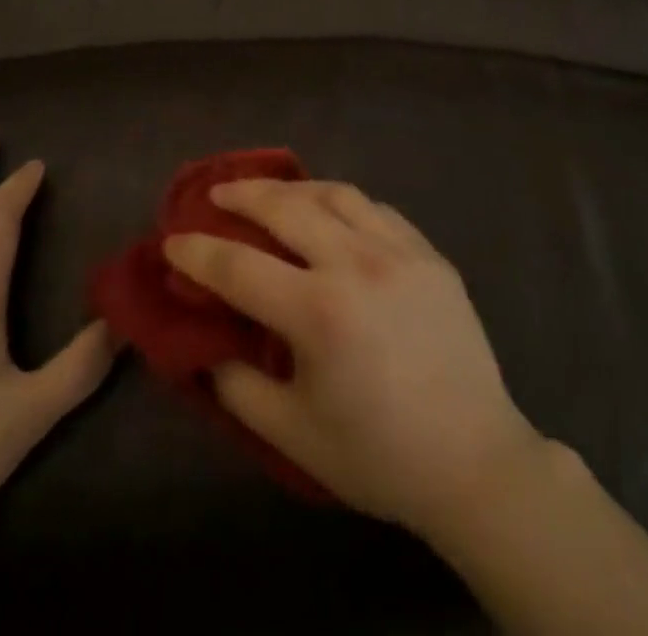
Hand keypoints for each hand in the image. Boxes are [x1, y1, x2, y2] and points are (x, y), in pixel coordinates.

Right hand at [163, 179, 543, 537]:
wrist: (474, 460)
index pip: (239, 266)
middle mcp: (356, 264)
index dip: (198, 251)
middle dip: (242, 195)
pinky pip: (376, 208)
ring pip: (335, 193)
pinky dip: (343, 202)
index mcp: (319, 312)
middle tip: (217, 194)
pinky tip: (333, 213)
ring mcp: (398, 250)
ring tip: (272, 193)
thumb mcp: (293, 436)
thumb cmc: (379, 456)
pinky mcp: (429, 252)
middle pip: (286, 207)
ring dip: (294, 187)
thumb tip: (207, 345)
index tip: (173, 240)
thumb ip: (239, 386)